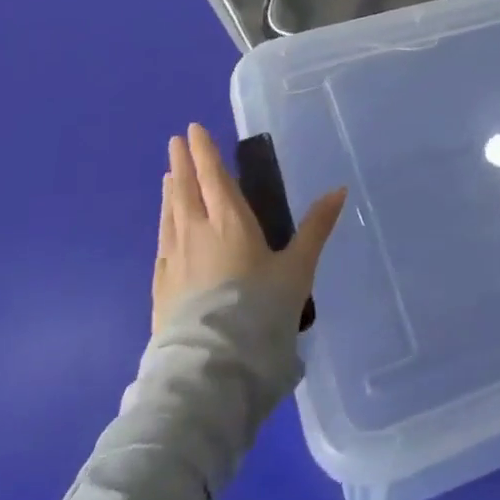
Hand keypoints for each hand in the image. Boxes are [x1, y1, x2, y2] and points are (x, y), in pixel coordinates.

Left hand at [152, 123, 346, 335]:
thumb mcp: (297, 269)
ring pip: (170, 215)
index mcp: (230, 222)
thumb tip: (339, 190)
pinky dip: (164, 226)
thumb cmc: (260, 310)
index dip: (204, 152)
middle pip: (185, 190)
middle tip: (175, 142)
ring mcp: (174, 261)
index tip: (193, 130)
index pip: (213, 177)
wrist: (212, 369)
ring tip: (168, 178)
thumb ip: (315, 228)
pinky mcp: (161, 289)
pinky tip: (165, 231)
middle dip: (182, 164)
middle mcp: (196, 233)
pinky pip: (162, 244)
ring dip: (170, 192)